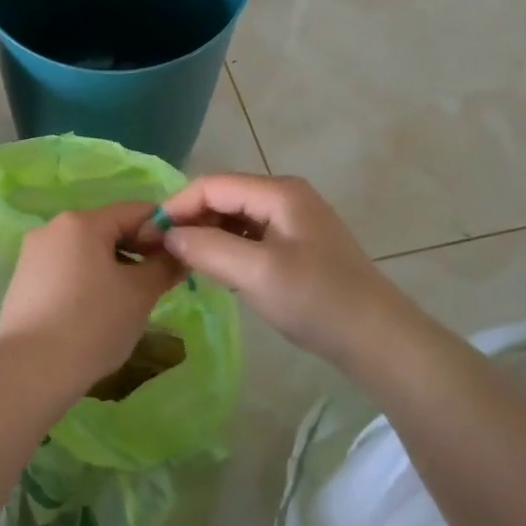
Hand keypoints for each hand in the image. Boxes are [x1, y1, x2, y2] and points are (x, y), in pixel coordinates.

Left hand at [0, 202, 185, 395]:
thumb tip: (179, 254)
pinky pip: (65, 270)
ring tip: (129, 302)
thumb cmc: (92, 323)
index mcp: (81, 221)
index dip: (163, 230)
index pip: (134, 211)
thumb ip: (164, 267)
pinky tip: (96, 312)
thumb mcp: (139, 294)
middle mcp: (52, 228)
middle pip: (107, 229)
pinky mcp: (23, 280)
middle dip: (137, 251)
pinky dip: (87, 281)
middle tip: (159, 283)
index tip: (180, 257)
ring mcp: (33, 254)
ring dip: (113, 267)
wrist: (31, 369)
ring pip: (86, 251)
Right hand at [154, 174, 413, 364]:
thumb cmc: (317, 301)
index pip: (211, 185)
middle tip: (158, 251)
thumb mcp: (256, 273)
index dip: (176, 205)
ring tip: (179, 261)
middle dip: (189, 219)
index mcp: (278, 192)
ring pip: (234, 217)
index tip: (146, 235)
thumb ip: (207, 248)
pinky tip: (213, 269)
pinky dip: (226, 247)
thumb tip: (166, 235)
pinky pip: (249, 236)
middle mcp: (284, 196)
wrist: (379, 340)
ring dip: (206, 235)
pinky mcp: (296, 245)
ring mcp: (293, 221)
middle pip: (222, 197)